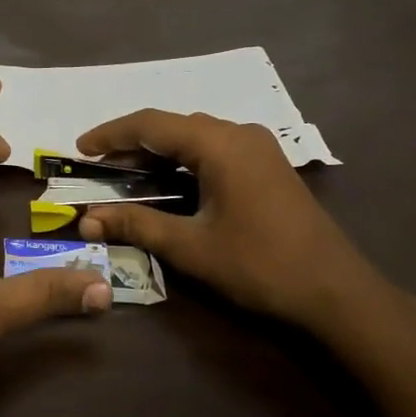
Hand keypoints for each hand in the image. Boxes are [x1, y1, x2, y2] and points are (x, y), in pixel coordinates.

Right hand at [74, 110, 396, 335]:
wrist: (336, 292)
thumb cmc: (260, 265)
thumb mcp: (191, 247)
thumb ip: (137, 224)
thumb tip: (87, 219)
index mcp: (219, 144)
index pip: (151, 124)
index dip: (111, 134)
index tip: (79, 148)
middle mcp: (239, 134)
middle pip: (173, 126)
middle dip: (132, 144)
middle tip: (99, 167)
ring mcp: (258, 147)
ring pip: (195, 136)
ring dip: (159, 152)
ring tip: (126, 174)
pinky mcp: (267, 164)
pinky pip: (215, 149)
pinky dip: (185, 160)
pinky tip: (170, 181)